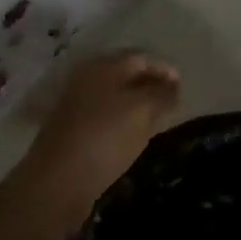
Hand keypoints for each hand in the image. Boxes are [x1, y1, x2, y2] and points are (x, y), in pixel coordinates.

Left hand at [0, 52, 179, 239]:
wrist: (58, 181)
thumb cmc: (104, 137)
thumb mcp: (142, 111)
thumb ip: (161, 94)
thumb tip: (173, 85)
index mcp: (103, 67)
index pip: (140, 58)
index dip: (164, 69)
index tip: (183, 87)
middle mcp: (86, 80)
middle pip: (124, 75)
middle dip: (150, 85)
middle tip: (172, 103)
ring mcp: (75, 105)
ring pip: (113, 97)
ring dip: (135, 104)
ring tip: (156, 121)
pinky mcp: (71, 131)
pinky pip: (103, 118)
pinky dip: (121, 122)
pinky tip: (131, 138)